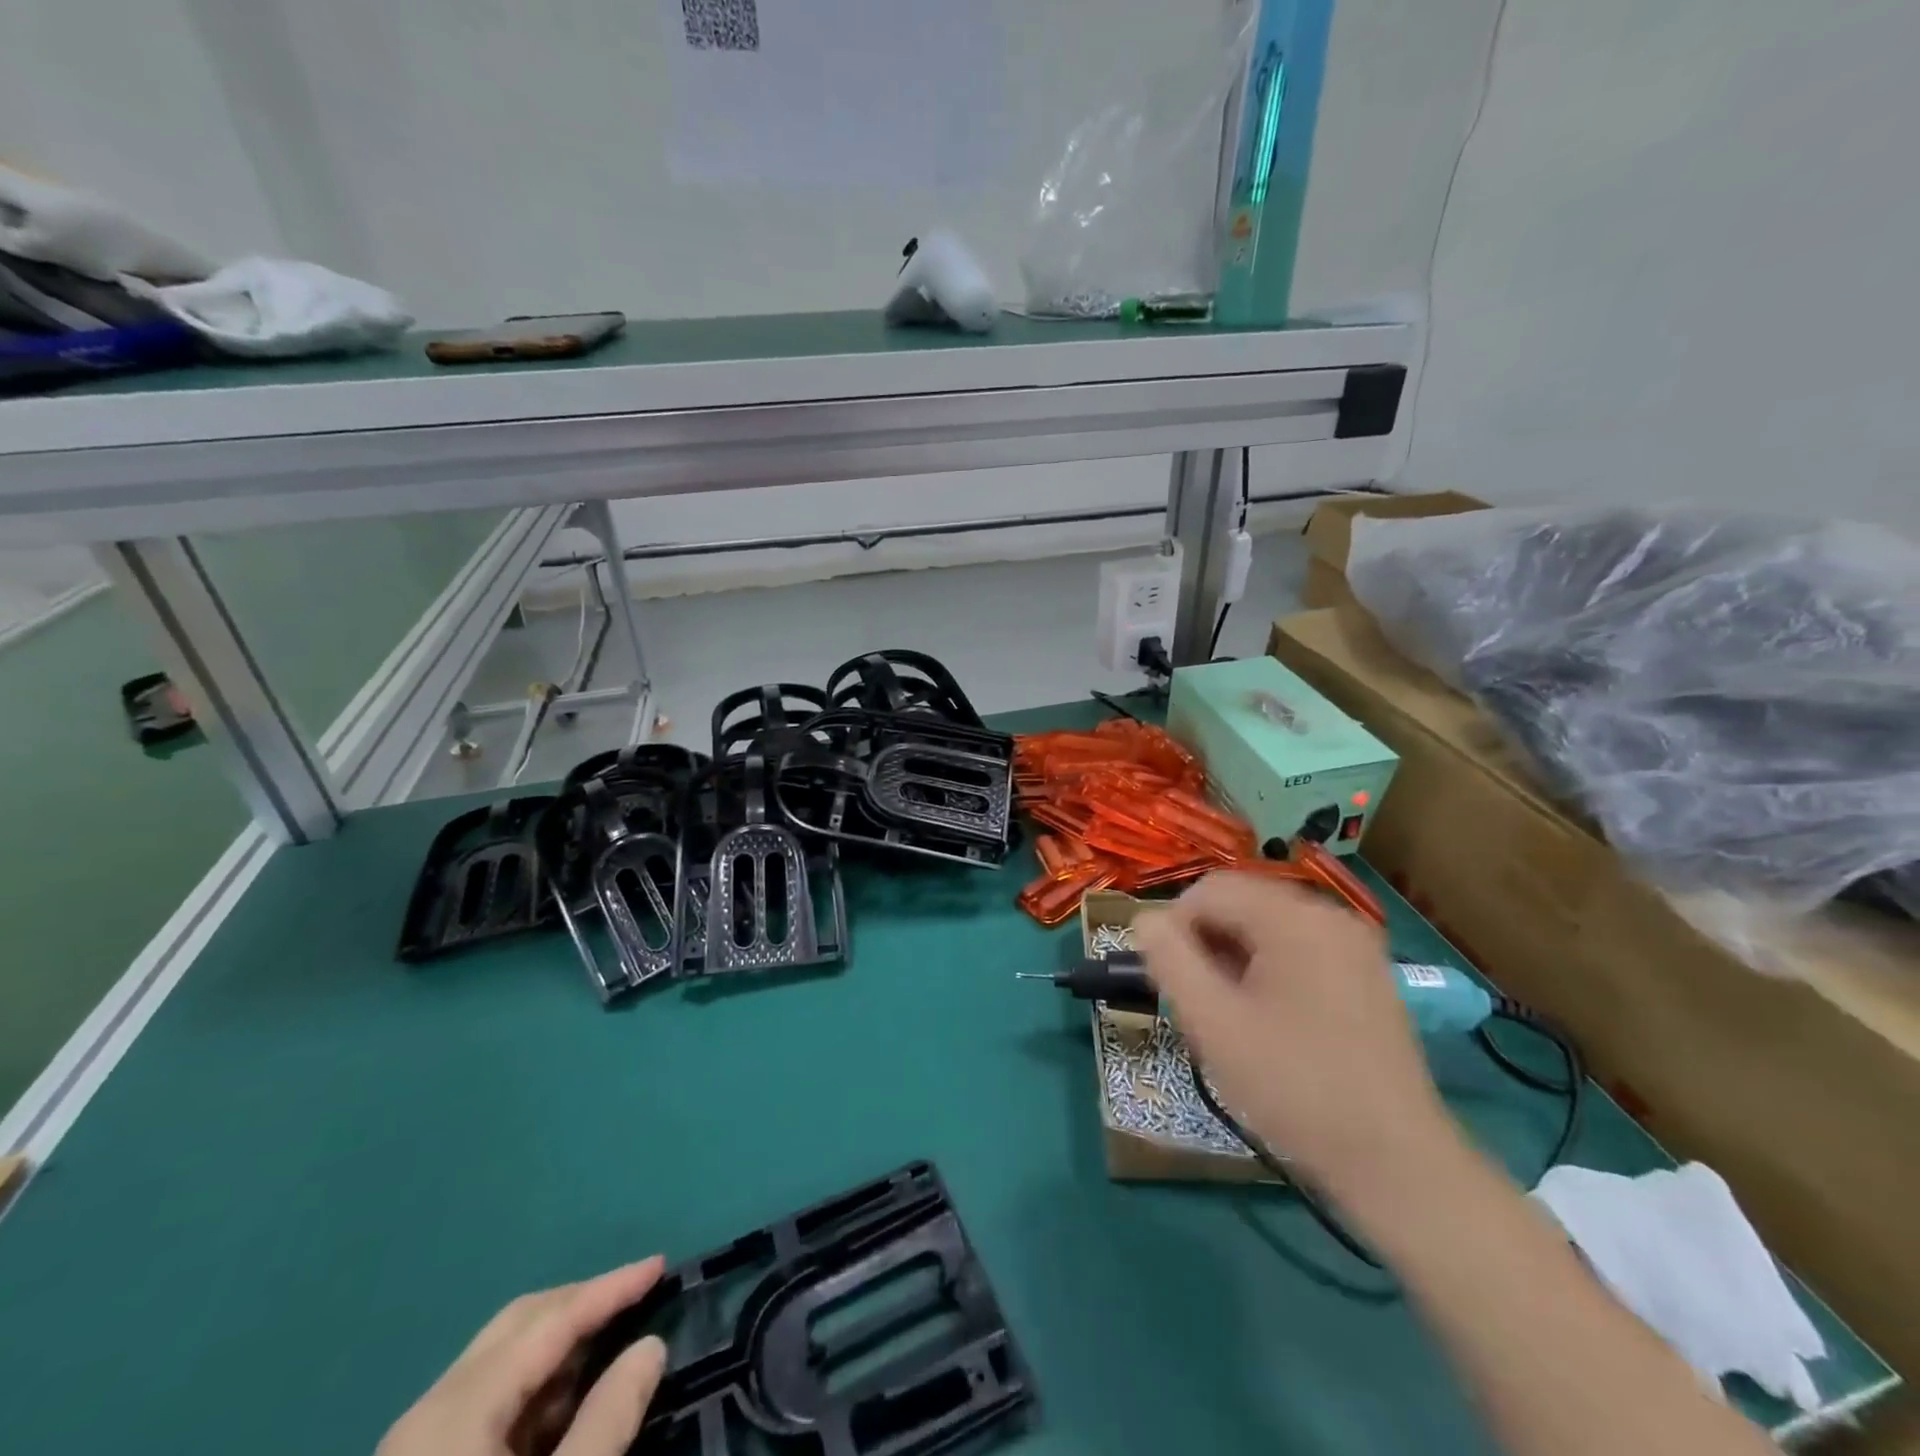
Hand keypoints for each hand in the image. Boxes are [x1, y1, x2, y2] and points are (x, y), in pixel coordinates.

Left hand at [378, 1256, 668, 1455]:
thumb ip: (607, 1422)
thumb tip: (651, 1347)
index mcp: (457, 1410)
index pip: (551, 1320)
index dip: (610, 1287)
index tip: (662, 1264)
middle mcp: (429, 1412)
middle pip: (519, 1324)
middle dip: (583, 1301)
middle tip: (639, 1292)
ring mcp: (415, 1447)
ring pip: (501, 1360)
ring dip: (561, 1342)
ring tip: (614, 1337)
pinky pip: (486, 1402)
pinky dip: (535, 1386)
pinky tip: (568, 1399)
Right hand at [1134, 872, 1458, 1209]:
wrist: (1396, 1163)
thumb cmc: (1294, 1087)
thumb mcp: (1213, 1023)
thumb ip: (1169, 960)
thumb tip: (1145, 921)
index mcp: (1293, 918)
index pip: (1209, 890)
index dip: (1175, 927)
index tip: (1170, 981)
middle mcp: (1330, 915)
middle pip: (1241, 904)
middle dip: (1207, 944)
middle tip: (1199, 1002)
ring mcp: (1355, 945)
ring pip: (1268, 927)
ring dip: (1235, 958)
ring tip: (1230, 1015)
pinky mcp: (1368, 975)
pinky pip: (1299, 949)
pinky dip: (1269, 969)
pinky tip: (1269, 1019)